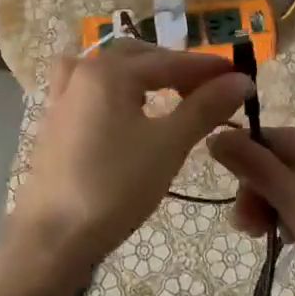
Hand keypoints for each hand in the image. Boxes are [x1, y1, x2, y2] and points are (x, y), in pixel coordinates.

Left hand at [14, 38, 254, 270]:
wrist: (52, 238)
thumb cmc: (114, 187)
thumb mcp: (168, 145)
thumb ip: (205, 107)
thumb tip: (241, 80)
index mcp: (110, 71)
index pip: (171, 61)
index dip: (209, 68)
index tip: (242, 76)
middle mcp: (83, 72)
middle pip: (140, 58)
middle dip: (178, 69)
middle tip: (211, 91)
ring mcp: (63, 95)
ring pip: (113, 70)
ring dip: (146, 75)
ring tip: (172, 95)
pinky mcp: (55, 120)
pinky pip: (92, 88)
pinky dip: (118, 89)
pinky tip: (127, 109)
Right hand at [213, 123, 294, 295]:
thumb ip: (254, 167)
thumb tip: (215, 135)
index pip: (280, 139)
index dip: (249, 167)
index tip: (233, 205)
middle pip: (292, 160)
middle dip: (264, 192)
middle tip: (247, 230)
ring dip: (279, 207)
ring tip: (266, 239)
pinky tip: (292, 240)